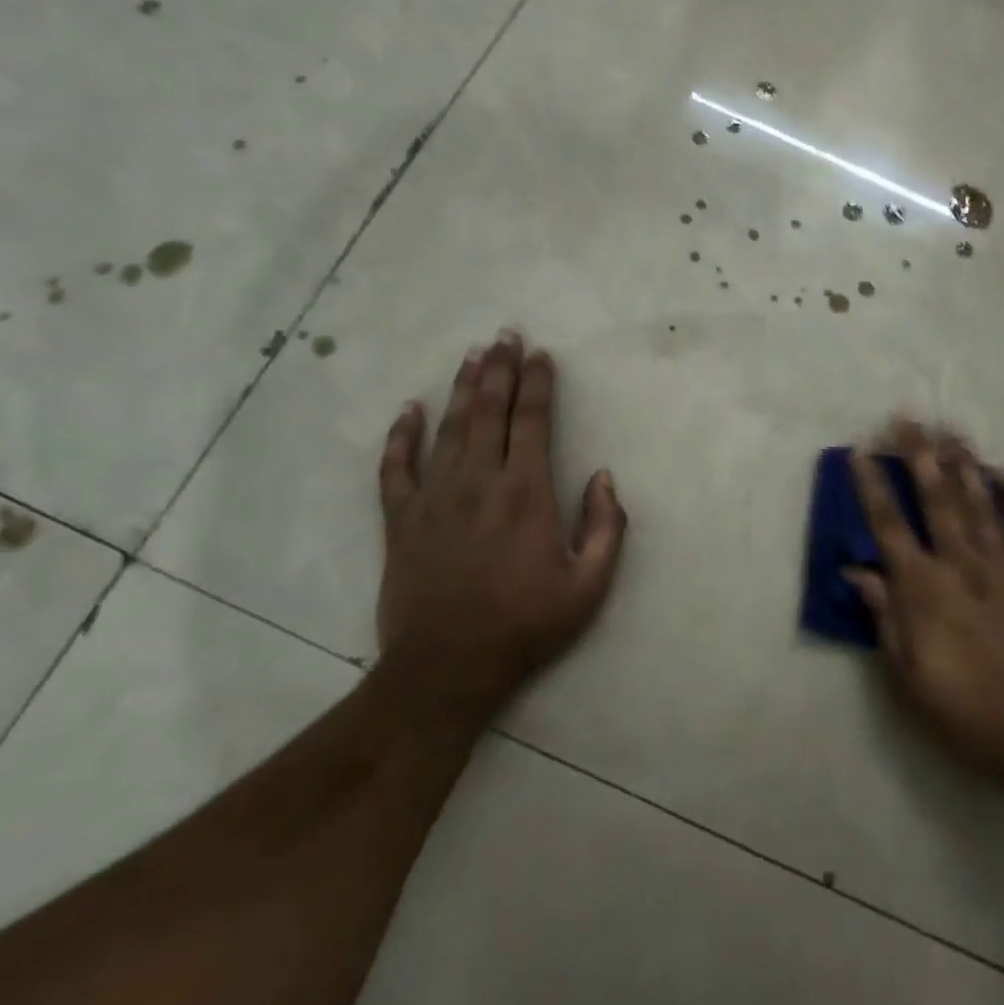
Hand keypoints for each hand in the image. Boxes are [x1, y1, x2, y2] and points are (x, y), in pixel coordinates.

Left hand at [374, 329, 626, 722]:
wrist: (446, 669)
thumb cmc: (525, 626)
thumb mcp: (589, 586)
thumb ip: (607, 526)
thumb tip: (604, 476)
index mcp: (526, 493)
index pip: (533, 420)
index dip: (538, 383)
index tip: (541, 355)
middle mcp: (480, 482)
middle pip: (489, 411)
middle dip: (500, 369)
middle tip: (505, 335)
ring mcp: (435, 497)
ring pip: (449, 428)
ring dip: (462, 388)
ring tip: (472, 356)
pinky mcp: (401, 519)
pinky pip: (396, 468)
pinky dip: (401, 436)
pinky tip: (409, 410)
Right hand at [846, 422, 1003, 797]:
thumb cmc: (964, 711)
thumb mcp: (908, 675)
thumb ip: (884, 618)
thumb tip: (857, 572)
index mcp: (925, 589)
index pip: (889, 526)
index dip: (872, 486)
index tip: (861, 451)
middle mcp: (962, 566)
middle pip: (937, 499)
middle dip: (920, 455)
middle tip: (909, 418)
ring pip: (980, 504)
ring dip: (964, 464)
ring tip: (952, 430)